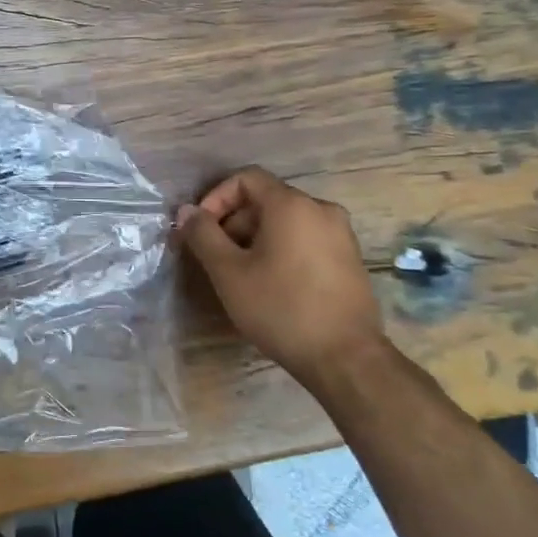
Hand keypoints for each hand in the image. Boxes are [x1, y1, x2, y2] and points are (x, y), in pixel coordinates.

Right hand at [177, 166, 386, 387]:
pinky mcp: (351, 259)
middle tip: (216, 257)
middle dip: (234, 222)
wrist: (346, 358)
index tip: (201, 230)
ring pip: (287, 222)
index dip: (216, 198)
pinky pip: (307, 240)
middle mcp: (321, 209)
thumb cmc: (281, 308)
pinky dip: (283, 250)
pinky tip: (273, 285)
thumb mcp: (229, 272)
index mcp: (292, 205)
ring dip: (256, 238)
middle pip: (266, 200)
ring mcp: (341, 235)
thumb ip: (203, 235)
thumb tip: (186, 211)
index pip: (246, 179)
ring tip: (241, 274)